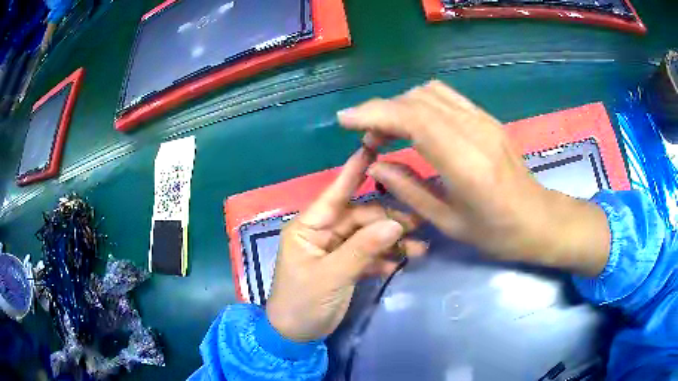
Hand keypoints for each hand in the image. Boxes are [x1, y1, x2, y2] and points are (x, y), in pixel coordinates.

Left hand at [266, 148, 425, 341]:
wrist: (295, 335)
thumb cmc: (302, 302)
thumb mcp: (331, 276)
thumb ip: (362, 249)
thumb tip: (395, 224)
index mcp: (310, 226)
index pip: (336, 192)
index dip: (355, 171)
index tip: (374, 148)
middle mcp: (323, 232)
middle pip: (361, 217)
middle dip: (389, 220)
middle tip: (419, 223)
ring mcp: (335, 249)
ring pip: (369, 236)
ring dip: (392, 241)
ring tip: (419, 249)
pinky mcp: (345, 265)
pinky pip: (369, 254)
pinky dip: (385, 258)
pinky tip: (402, 264)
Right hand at [338, 80, 609, 275]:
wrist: (538, 219)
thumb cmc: (497, 232)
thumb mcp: (448, 222)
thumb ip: (408, 190)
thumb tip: (375, 166)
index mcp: (466, 164)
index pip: (413, 119)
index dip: (374, 113)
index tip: (345, 120)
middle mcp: (475, 132)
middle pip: (418, 100)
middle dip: (382, 111)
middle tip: (367, 138)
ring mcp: (484, 120)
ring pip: (430, 93)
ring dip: (401, 106)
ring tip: (388, 131)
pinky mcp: (487, 118)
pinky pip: (446, 98)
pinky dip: (421, 104)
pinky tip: (415, 125)